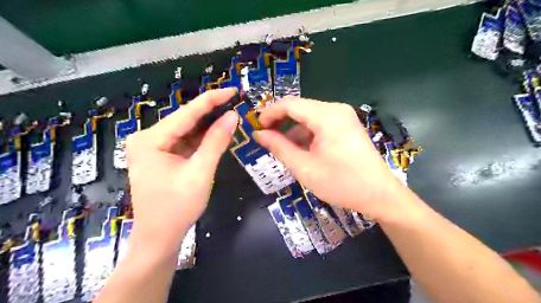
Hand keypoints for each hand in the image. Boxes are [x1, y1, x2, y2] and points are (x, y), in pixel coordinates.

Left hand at [127, 88, 238, 248]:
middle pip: (185, 120)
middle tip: (235, 102)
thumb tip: (232, 116)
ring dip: (208, 125)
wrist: (159, 237)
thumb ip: (216, 141)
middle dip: (211, 112)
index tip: (232, 90)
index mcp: (151, 140)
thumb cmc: (177, 207)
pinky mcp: (161, 157)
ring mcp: (153, 148)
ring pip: (186, 131)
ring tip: (231, 114)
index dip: (212, 99)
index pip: (187, 113)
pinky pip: (184, 142)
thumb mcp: (200, 172)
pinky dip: (202, 139)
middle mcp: (147, 138)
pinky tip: (218, 132)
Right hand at [257, 97, 407, 219]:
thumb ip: (279, 147)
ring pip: (309, 116)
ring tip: (283, 148)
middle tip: (266, 138)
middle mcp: (336, 109)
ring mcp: (344, 116)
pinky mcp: (347, 125)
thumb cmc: (341, 183)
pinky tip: (302, 149)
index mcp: (326, 116)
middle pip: (300, 108)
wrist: (379, 195)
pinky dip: (307, 133)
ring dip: (293, 129)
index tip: (257, 127)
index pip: (289, 104)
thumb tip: (259, 134)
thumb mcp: (304, 167)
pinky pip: (320, 123)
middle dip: (280, 121)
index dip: (270, 113)